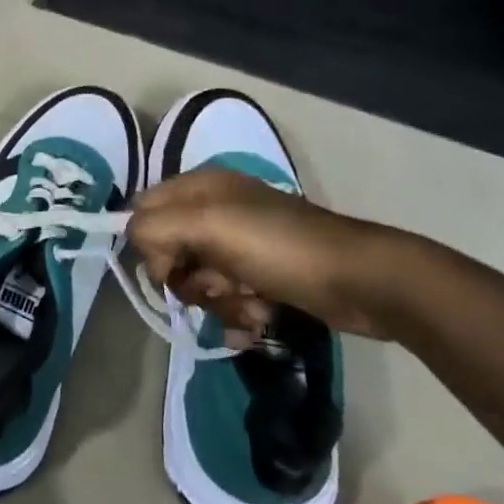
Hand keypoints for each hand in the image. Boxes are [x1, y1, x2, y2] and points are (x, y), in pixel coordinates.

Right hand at [129, 168, 391, 336]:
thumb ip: (156, 227)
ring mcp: (240, 245)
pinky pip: (226, 299)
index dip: (150, 243)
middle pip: (169, 251)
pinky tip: (261, 316)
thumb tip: (141, 248)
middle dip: (189, 278)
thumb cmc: (280, 248)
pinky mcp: (260, 276)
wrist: (362, 282)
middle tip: (217, 284)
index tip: (170, 268)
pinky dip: (239, 313)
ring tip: (251, 303)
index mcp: (201, 187)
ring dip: (218, 301)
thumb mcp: (209, 225)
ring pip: (197, 281)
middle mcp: (215, 211)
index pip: (144, 211)